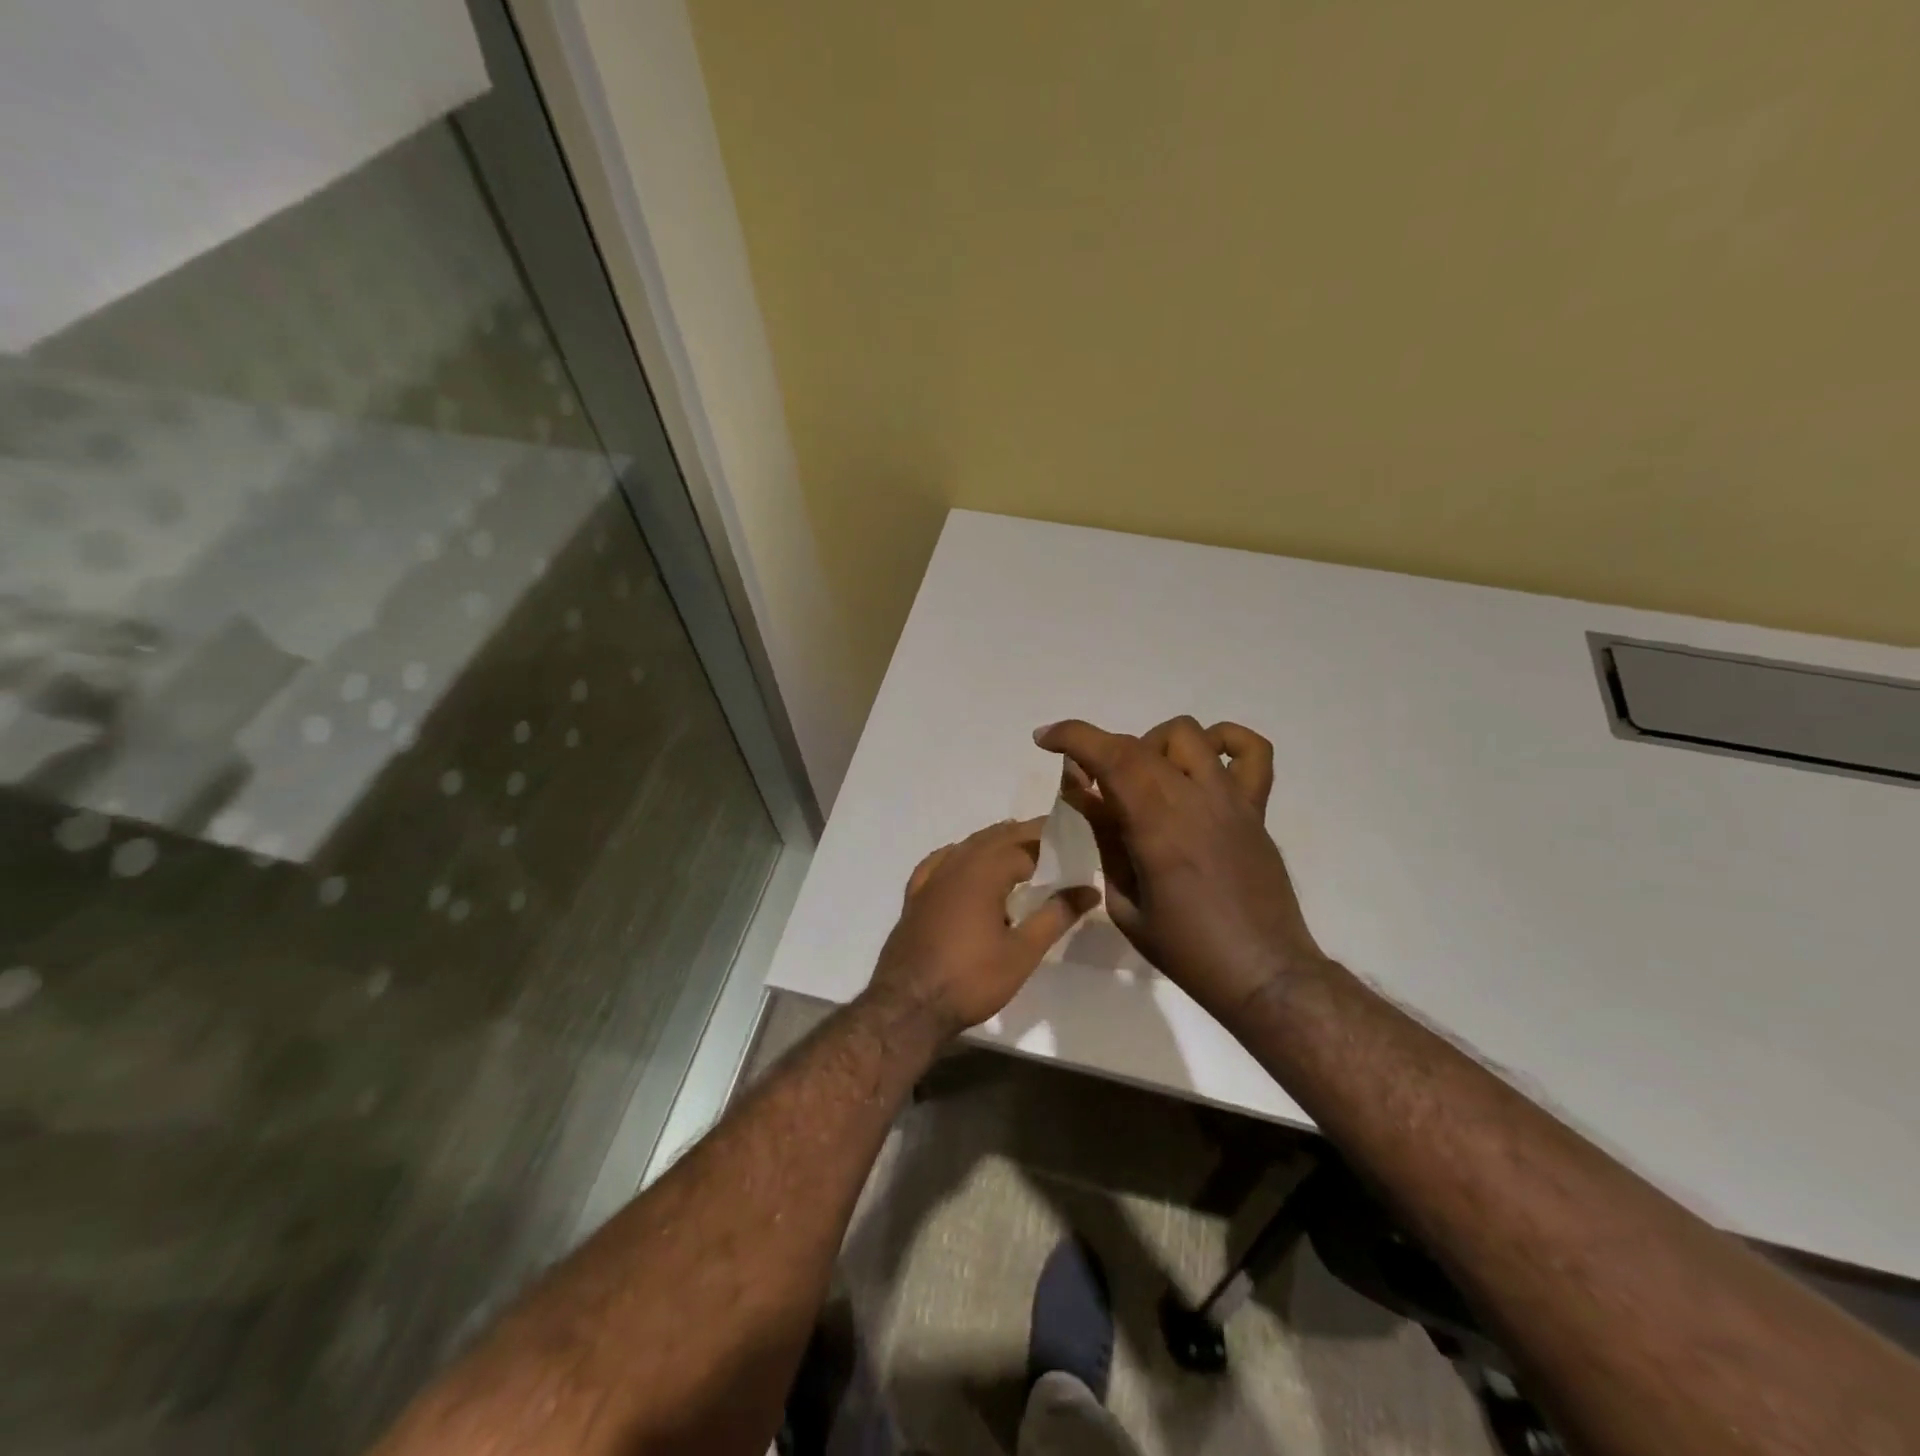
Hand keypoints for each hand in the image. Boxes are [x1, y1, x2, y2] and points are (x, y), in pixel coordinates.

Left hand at [867, 818, 1097, 1039]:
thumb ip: (1056, 915)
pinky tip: (963, 860)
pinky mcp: (915, 897)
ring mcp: (931, 880)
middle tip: (1051, 839)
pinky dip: (958, 854)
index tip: (1072, 843)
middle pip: (995, 838)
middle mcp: (956, 865)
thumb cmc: (971, 979)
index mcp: (984, 872)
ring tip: (1017, 846)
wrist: (908, 1006)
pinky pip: (939, 861)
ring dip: (993, 841)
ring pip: (967, 846)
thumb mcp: (1023, 952)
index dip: (1050, 843)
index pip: (1024, 845)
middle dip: (1024, 835)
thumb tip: (1089, 890)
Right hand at [1036, 717, 1326, 1023]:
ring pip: (1188, 735)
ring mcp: (1230, 799)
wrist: (1262, 973)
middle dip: (1101, 750)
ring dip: (1153, 747)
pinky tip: (1203, 764)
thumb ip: (1105, 841)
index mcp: (1157, 825)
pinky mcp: (1256, 808)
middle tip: (1090, 785)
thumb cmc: (1186, 949)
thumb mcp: (1125, 904)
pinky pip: (1253, 751)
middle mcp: (1194, 799)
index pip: (1112, 756)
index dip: (1073, 737)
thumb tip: (1085, 797)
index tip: (1045, 740)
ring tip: (1145, 781)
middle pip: (1139, 743)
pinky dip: (1224, 741)